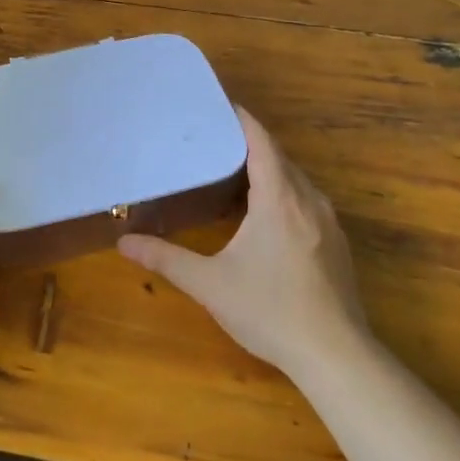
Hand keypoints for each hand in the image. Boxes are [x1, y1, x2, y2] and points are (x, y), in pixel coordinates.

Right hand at [118, 108, 367, 377]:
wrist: (336, 356)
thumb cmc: (270, 311)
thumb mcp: (210, 284)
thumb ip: (166, 259)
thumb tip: (123, 242)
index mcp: (279, 199)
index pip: (262, 142)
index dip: (242, 119)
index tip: (220, 104)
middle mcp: (309, 201)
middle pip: (280, 158)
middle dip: (251, 143)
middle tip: (214, 139)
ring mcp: (328, 223)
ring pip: (296, 181)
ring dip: (269, 170)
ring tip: (235, 171)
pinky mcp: (337, 245)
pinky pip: (307, 202)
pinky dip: (284, 193)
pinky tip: (266, 215)